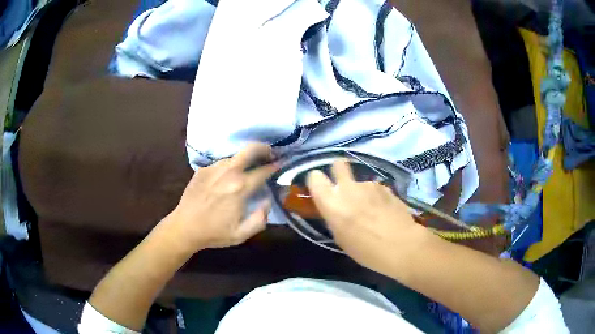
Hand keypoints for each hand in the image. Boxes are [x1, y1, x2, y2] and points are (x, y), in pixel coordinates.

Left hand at [165, 143, 277, 253]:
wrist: (184, 227)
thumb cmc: (214, 232)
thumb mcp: (242, 234)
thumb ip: (260, 218)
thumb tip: (267, 201)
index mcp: (240, 188)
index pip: (263, 170)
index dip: (274, 166)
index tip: (280, 165)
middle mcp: (228, 172)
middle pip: (250, 149)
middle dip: (263, 148)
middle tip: (269, 154)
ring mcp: (213, 168)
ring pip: (235, 156)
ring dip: (245, 160)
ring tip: (247, 170)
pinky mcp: (202, 170)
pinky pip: (221, 163)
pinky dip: (229, 167)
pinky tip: (226, 179)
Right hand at [306, 160, 429, 274]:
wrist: (401, 245)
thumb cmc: (366, 250)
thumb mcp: (341, 238)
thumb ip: (335, 217)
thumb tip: (336, 208)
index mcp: (332, 203)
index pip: (315, 177)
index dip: (317, 182)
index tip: (322, 190)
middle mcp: (348, 188)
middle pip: (338, 164)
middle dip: (338, 171)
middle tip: (344, 188)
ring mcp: (369, 185)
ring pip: (360, 182)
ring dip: (362, 192)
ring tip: (372, 211)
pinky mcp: (386, 187)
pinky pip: (375, 189)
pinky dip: (377, 197)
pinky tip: (385, 212)